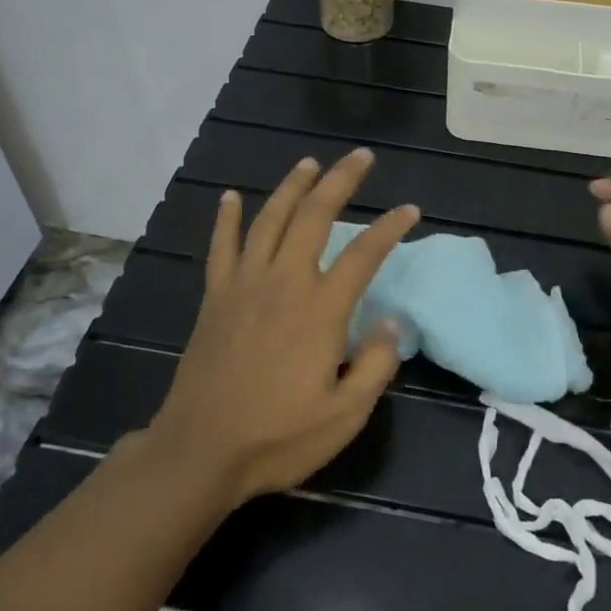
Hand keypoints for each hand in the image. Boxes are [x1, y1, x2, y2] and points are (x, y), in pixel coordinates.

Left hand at [145, 149, 419, 508]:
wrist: (200, 452)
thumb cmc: (277, 437)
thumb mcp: (345, 415)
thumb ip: (376, 364)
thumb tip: (392, 322)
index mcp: (320, 310)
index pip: (363, 254)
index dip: (390, 228)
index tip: (410, 210)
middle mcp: (283, 283)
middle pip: (314, 217)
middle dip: (340, 181)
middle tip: (361, 157)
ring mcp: (244, 285)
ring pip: (270, 220)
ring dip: (292, 187)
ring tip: (309, 163)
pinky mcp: (215, 297)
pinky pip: (221, 247)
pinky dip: (227, 218)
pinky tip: (232, 197)